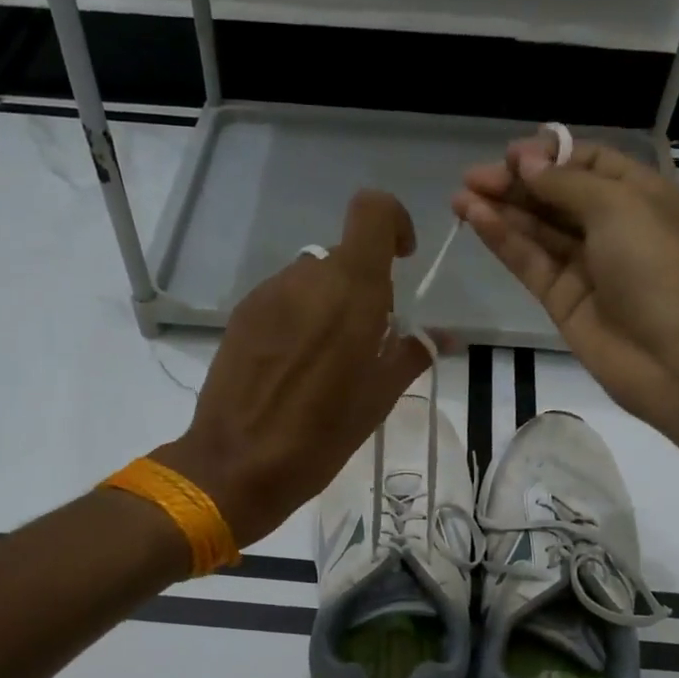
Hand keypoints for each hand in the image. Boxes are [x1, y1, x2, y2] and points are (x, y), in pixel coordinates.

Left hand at [157, 189, 430, 544]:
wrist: (236, 466)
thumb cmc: (320, 437)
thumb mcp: (377, 400)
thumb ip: (411, 355)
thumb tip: (442, 336)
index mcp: (351, 291)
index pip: (372, 211)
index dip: (393, 222)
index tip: (403, 260)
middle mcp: (307, 279)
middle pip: (344, 256)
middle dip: (364, 287)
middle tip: (367, 341)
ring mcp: (268, 295)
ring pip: (311, 279)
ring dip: (329, 303)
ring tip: (327, 361)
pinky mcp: (241, 315)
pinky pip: (283, 299)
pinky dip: (299, 317)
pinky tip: (293, 367)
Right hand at [452, 132, 678, 429]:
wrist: (674, 354)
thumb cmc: (656, 266)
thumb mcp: (617, 206)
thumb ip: (565, 183)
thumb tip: (526, 162)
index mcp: (636, 194)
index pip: (586, 163)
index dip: (548, 156)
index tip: (509, 156)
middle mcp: (609, 226)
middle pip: (555, 196)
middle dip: (516, 184)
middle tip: (472, 178)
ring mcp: (584, 265)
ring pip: (537, 230)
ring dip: (501, 211)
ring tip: (460, 197)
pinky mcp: (561, 300)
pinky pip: (529, 262)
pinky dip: (504, 241)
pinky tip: (476, 220)